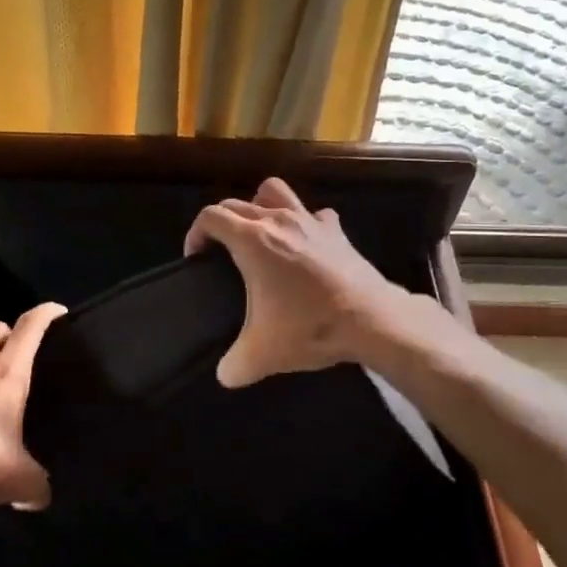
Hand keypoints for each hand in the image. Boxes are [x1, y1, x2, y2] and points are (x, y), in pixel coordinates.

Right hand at [183, 177, 410, 386]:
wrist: (371, 320)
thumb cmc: (309, 327)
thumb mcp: (262, 355)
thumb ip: (234, 366)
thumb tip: (225, 375)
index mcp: (251, 240)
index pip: (211, 217)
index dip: (195, 233)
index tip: (196, 257)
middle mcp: (277, 220)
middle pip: (237, 203)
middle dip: (221, 222)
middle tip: (220, 251)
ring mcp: (310, 220)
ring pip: (275, 191)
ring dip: (260, 204)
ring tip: (258, 232)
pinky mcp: (335, 230)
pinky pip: (313, 214)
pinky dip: (303, 223)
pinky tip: (304, 245)